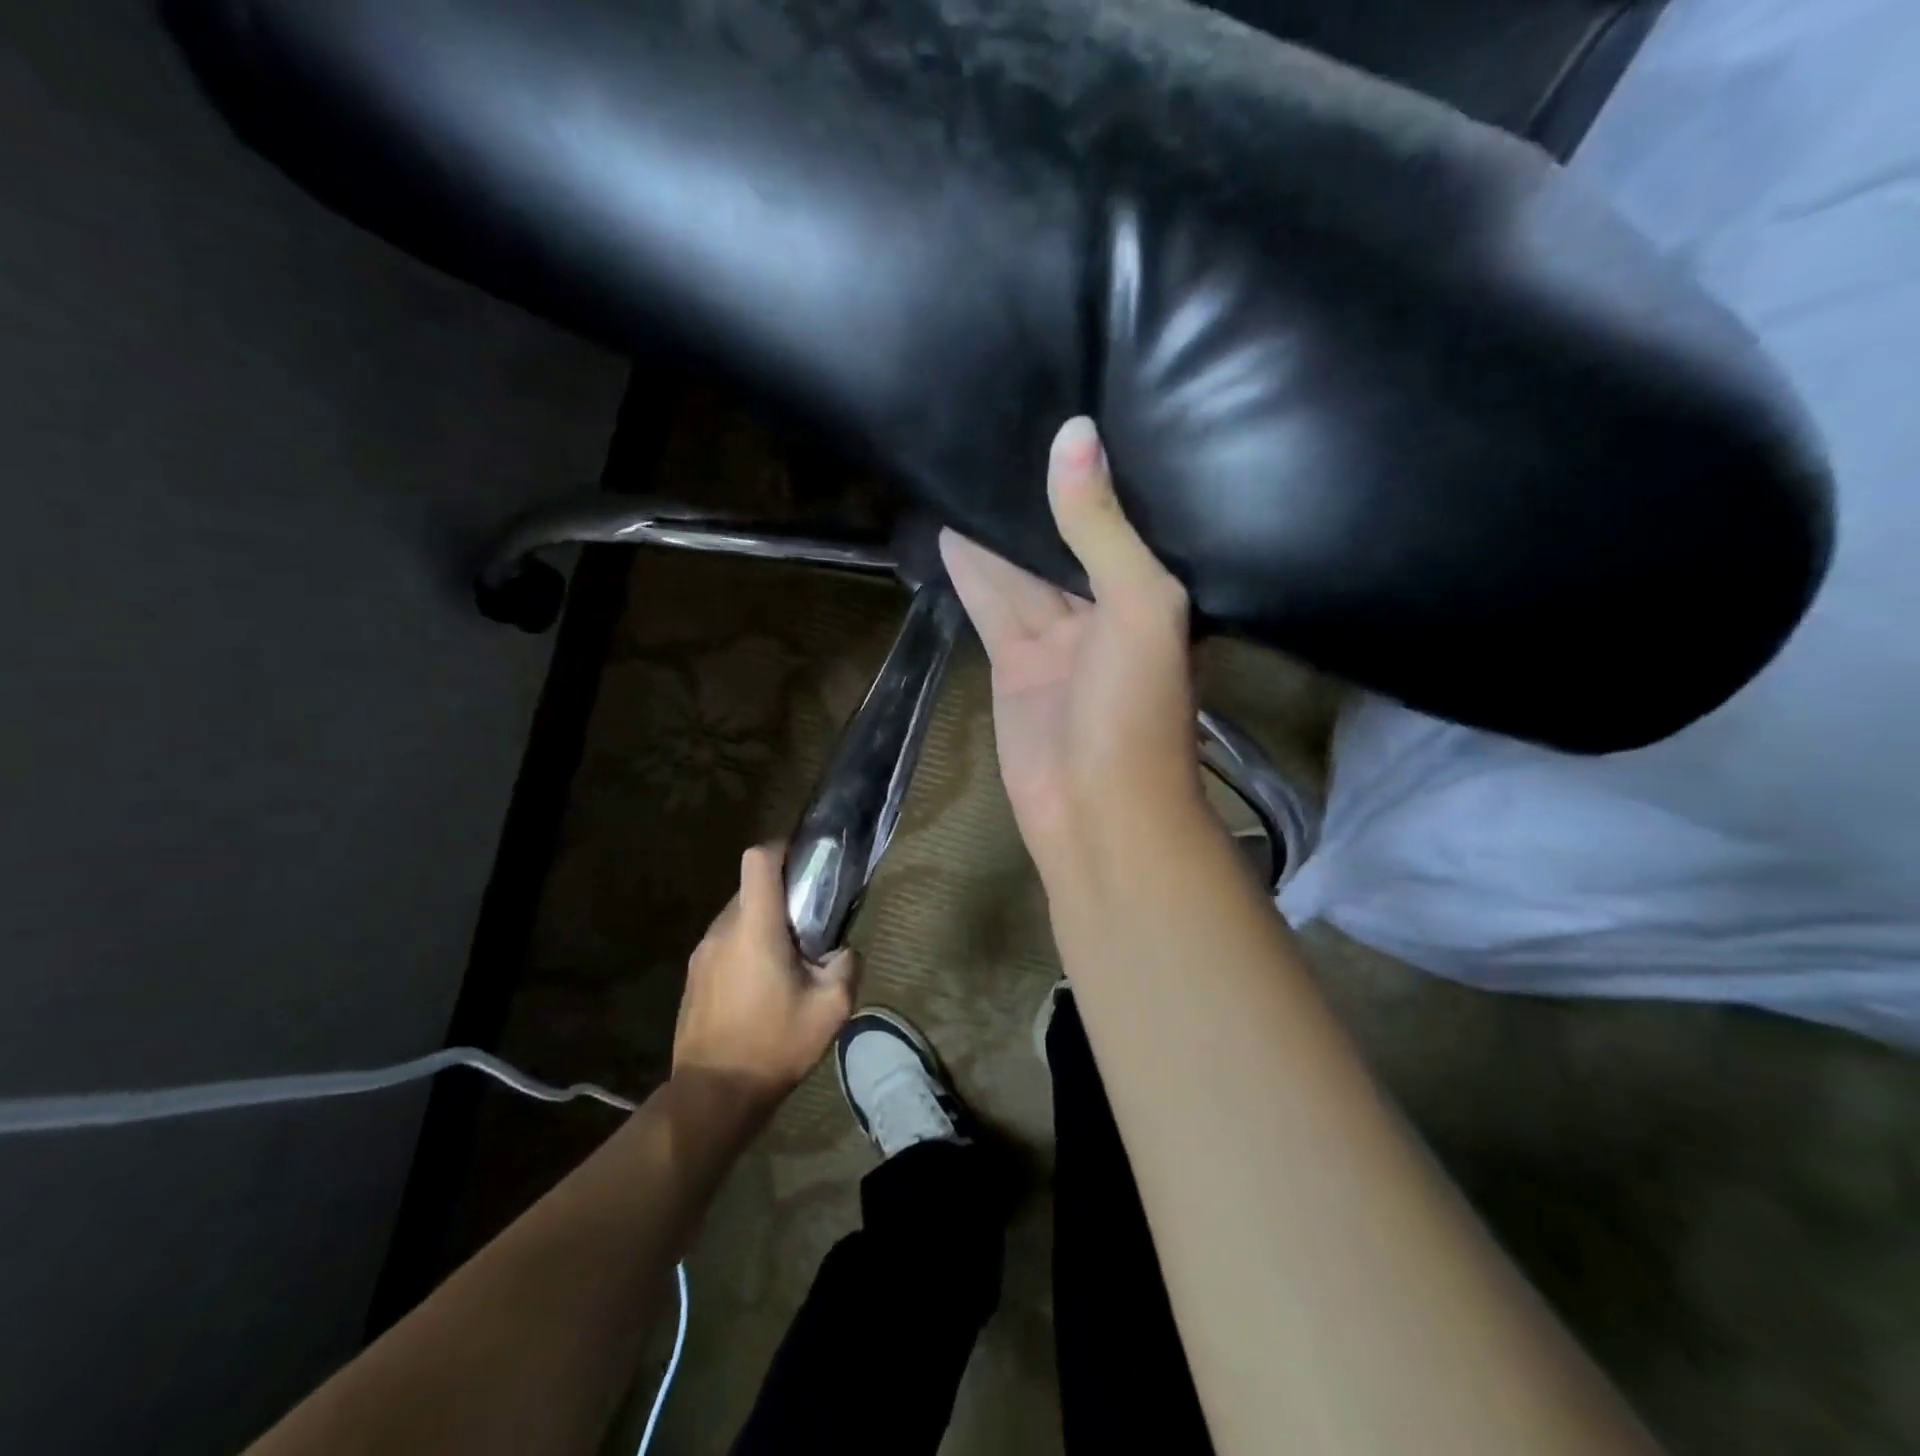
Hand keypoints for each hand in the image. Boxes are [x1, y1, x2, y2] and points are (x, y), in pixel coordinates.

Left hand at [672, 844, 859, 1115]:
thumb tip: (842, 951)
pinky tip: (762, 989)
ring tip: (787, 964)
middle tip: (809, 928)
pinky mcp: (694, 977)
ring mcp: (702, 953)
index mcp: (755, 927)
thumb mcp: (831, 1008)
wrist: (713, 1094)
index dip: (782, 849)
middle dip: (782, 898)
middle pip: (752, 888)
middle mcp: (723, 930)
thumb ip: (847, 966)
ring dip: (764, 926)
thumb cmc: (774, 1044)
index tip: (806, 866)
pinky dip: (746, 949)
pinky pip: (725, 944)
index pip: (758, 859)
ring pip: (738, 917)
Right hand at [940, 417, 1199, 881]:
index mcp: (1149, 593)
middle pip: (1062, 541)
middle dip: (1034, 497)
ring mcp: (1055, 638)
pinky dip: (971, 571)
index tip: (1061, 414)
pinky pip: (991, 605)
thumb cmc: (1134, 709)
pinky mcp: (1014, 663)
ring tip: (963, 467)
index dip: (1090, 475)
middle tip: (999, 427)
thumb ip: (1102, 528)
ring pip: (1020, 570)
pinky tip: (949, 531)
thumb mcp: (1137, 606)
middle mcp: (1104, 609)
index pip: (1116, 519)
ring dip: (994, 530)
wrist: (1098, 810)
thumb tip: (1074, 434)